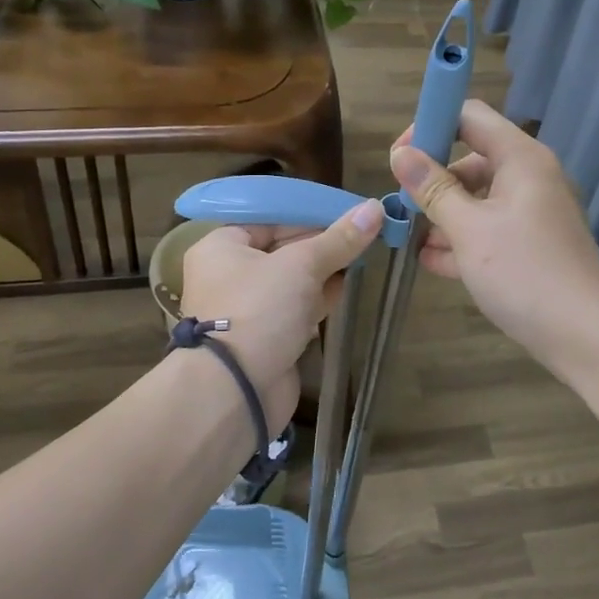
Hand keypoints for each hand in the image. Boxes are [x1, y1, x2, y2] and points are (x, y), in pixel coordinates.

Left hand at [179, 198, 383, 434]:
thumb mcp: (302, 265)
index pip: (271, 218)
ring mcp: (248, 309)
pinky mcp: (266, 337)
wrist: (237, 390)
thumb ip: (339, 239)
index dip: (311, 213)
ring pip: (292, 281)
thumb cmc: (259, 310)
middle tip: (363, 233)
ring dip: (324, 271)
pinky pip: (296, 308)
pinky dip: (319, 299)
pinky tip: (347, 288)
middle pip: (283, 248)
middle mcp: (230, 274)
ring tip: (363, 255)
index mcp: (222, 246)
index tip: (350, 212)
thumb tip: (375, 208)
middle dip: (322, 243)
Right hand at [390, 100, 598, 371]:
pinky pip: (490, 228)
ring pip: (478, 199)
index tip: (400, 158)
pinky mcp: (532, 245)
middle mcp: (530, 177)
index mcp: (521, 158)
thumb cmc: (524, 273)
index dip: (430, 126)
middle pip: (471, 159)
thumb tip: (401, 154)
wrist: (585, 337)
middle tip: (402, 207)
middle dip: (434, 180)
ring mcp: (533, 213)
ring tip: (409, 239)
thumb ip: (433, 189)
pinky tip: (432, 261)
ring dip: (444, 215)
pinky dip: (463, 239)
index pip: (469, 116)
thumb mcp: (469, 230)